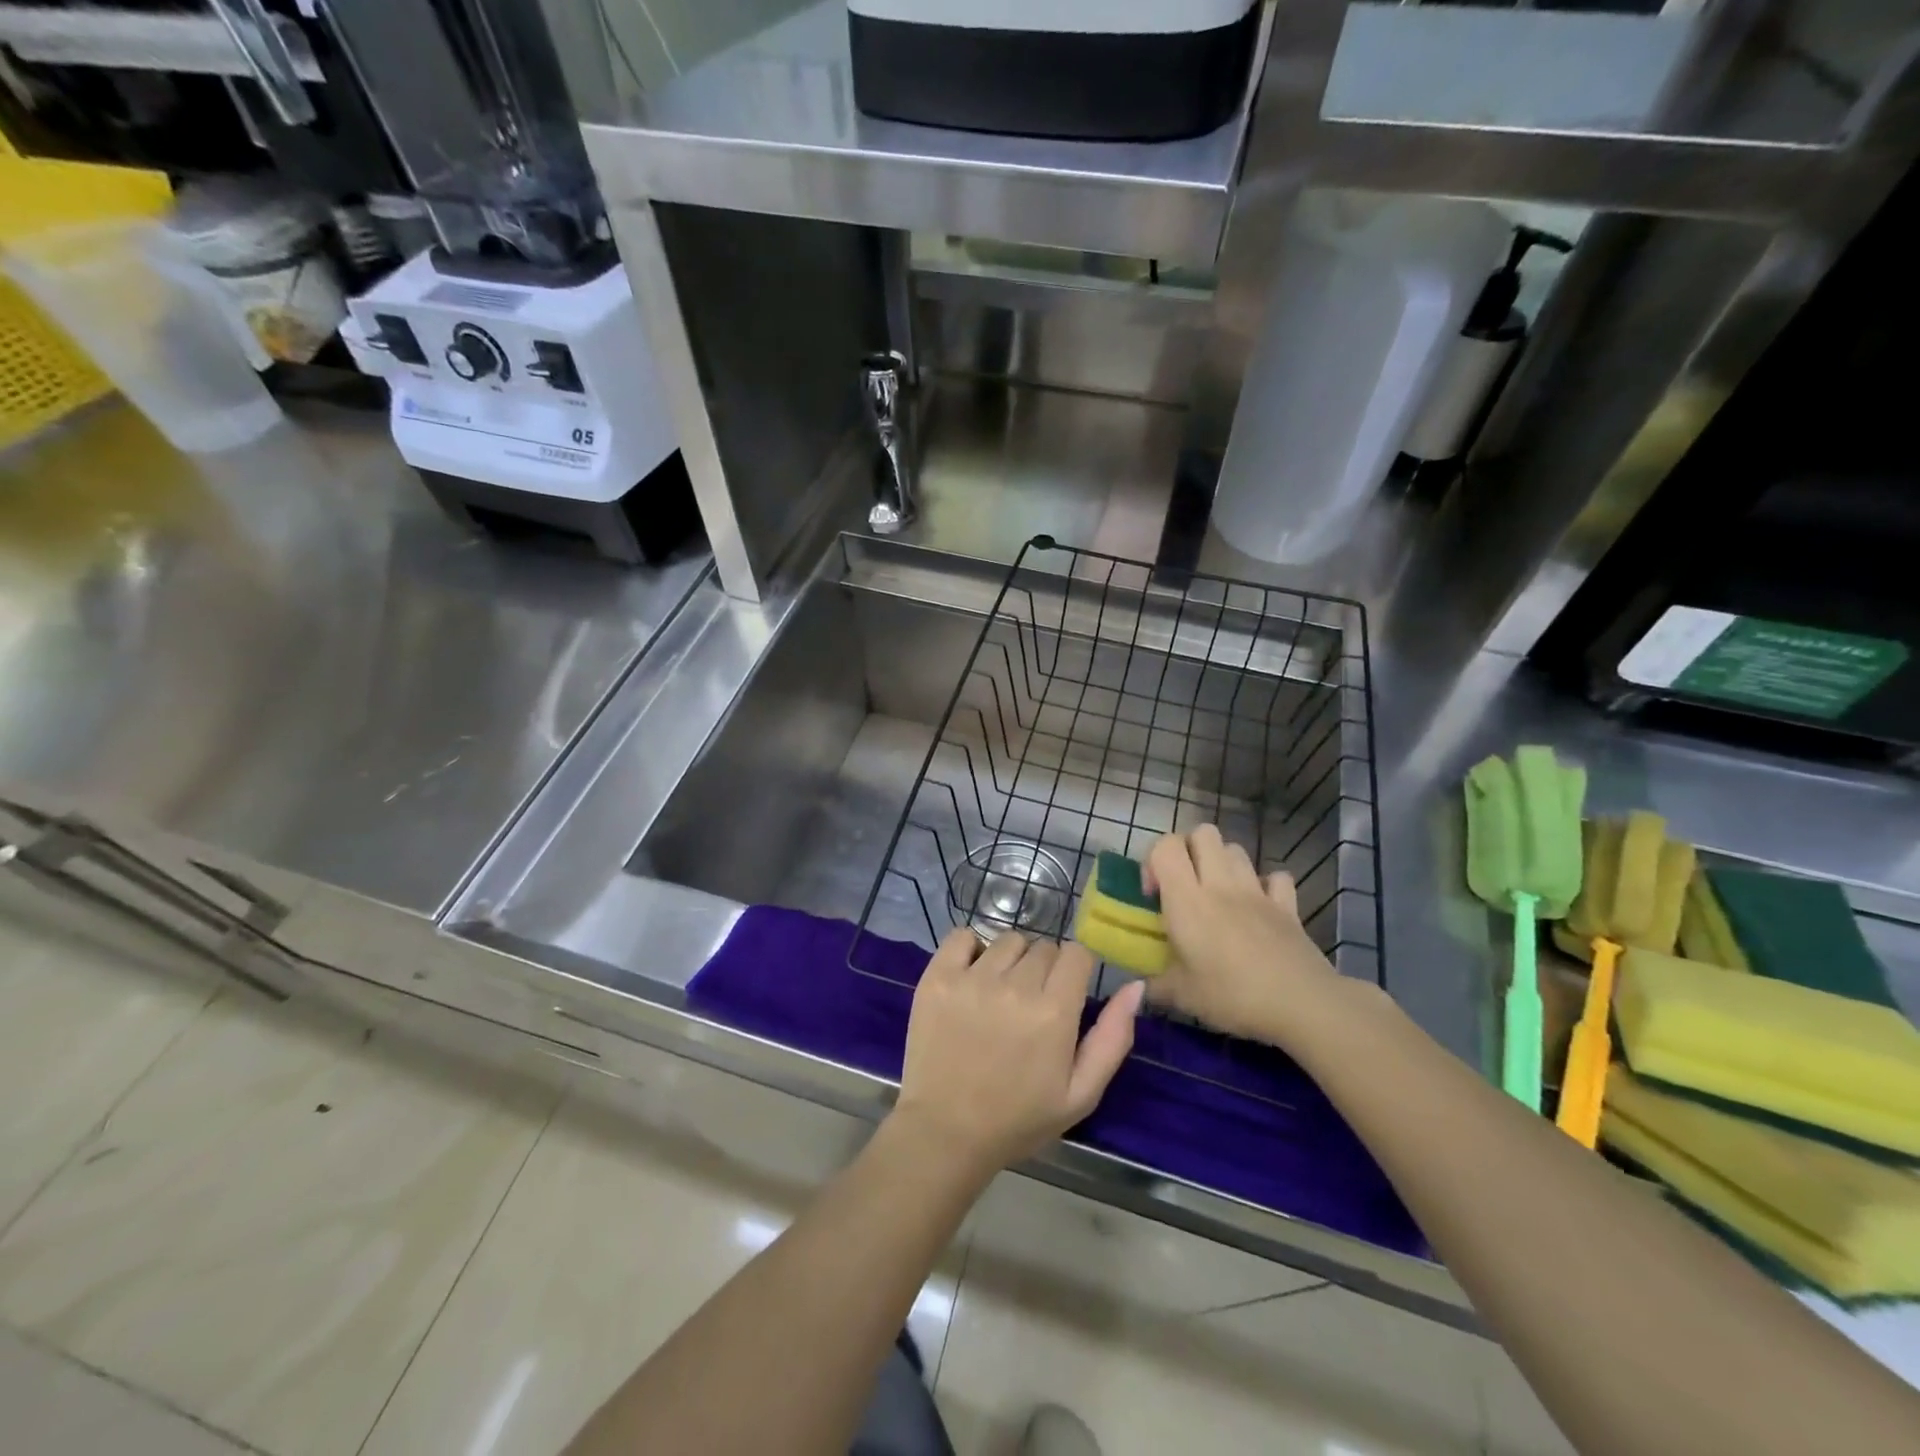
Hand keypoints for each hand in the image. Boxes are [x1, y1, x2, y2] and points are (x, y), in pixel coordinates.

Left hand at [893, 929, 1143, 1176]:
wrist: (945, 1132)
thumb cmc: (1019, 1119)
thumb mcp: (1081, 1093)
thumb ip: (1113, 1038)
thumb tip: (1135, 986)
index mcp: (1054, 1012)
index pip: (1076, 953)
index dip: (1075, 971)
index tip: (1065, 994)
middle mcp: (1014, 986)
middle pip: (1043, 946)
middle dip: (1044, 970)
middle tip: (1031, 1005)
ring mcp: (971, 978)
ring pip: (1007, 940)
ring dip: (1011, 961)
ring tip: (1000, 995)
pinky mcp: (937, 977)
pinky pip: (962, 936)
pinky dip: (970, 949)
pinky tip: (971, 978)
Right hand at [1143, 825, 1343, 1048]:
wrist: (1302, 1004)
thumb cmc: (1232, 995)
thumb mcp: (1182, 996)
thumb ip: (1155, 985)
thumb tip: (1139, 988)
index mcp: (1187, 899)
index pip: (1165, 846)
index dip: (1153, 860)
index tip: (1153, 895)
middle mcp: (1220, 884)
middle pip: (1203, 833)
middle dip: (1189, 850)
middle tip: (1184, 885)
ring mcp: (1257, 891)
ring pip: (1236, 849)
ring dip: (1222, 863)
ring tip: (1218, 895)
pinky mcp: (1288, 906)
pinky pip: (1276, 877)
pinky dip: (1265, 885)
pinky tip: (1259, 907)